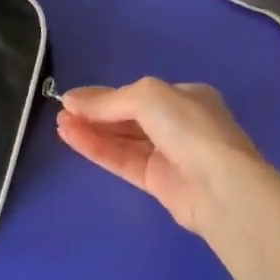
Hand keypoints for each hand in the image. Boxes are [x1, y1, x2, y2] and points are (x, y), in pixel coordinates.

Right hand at [55, 78, 265, 232]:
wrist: (220, 186)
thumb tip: (71, 100)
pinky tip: (72, 138)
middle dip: (96, 113)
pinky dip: (98, 150)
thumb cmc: (188, 127)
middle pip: (129, 117)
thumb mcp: (147, 97)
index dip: (107, 95)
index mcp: (186, 97)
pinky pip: (123, 161)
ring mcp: (169, 155)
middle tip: (62, 111)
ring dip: (92, 131)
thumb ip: (109, 100)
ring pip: (124, 140)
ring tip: (60, 123)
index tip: (74, 98)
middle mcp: (179, 124)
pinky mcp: (158, 183)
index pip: (140, 94)